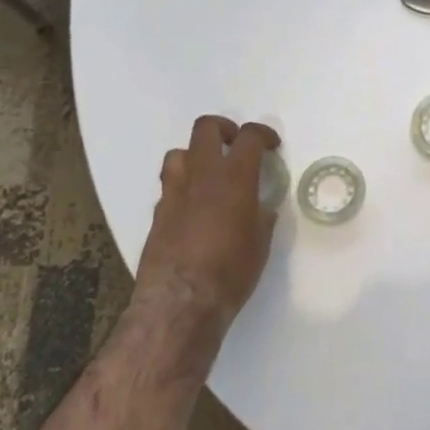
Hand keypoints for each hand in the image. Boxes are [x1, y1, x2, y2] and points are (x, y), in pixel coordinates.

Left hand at [133, 116, 281, 333]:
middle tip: (236, 145)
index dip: (263, 134)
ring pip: (179, 152)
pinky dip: (184, 186)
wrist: (180, 301)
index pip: (249, 137)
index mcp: (234, 178)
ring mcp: (174, 192)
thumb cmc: (231, 271)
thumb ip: (261, 217)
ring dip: (196, 155)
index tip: (271, 145)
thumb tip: (260, 207)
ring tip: (210, 173)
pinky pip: (169, 185)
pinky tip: (194, 207)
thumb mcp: (260, 243)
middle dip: (224, 129)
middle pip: (206, 128)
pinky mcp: (158, 213)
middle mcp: (201, 176)